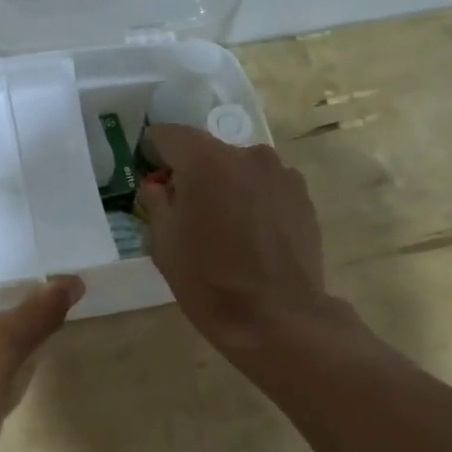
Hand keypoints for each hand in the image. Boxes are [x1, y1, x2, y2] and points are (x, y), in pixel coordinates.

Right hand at [137, 124, 334, 356]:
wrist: (277, 316)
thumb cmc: (208, 281)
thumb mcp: (163, 243)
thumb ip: (155, 202)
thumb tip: (158, 186)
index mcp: (206, 161)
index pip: (169, 134)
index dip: (153, 150)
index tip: (149, 172)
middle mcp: (247, 154)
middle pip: (207, 151)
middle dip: (191, 173)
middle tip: (185, 210)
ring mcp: (281, 173)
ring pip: (239, 169)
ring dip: (225, 186)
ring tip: (223, 227)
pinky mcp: (302, 196)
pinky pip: (265, 187)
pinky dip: (252, 200)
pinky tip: (251, 235)